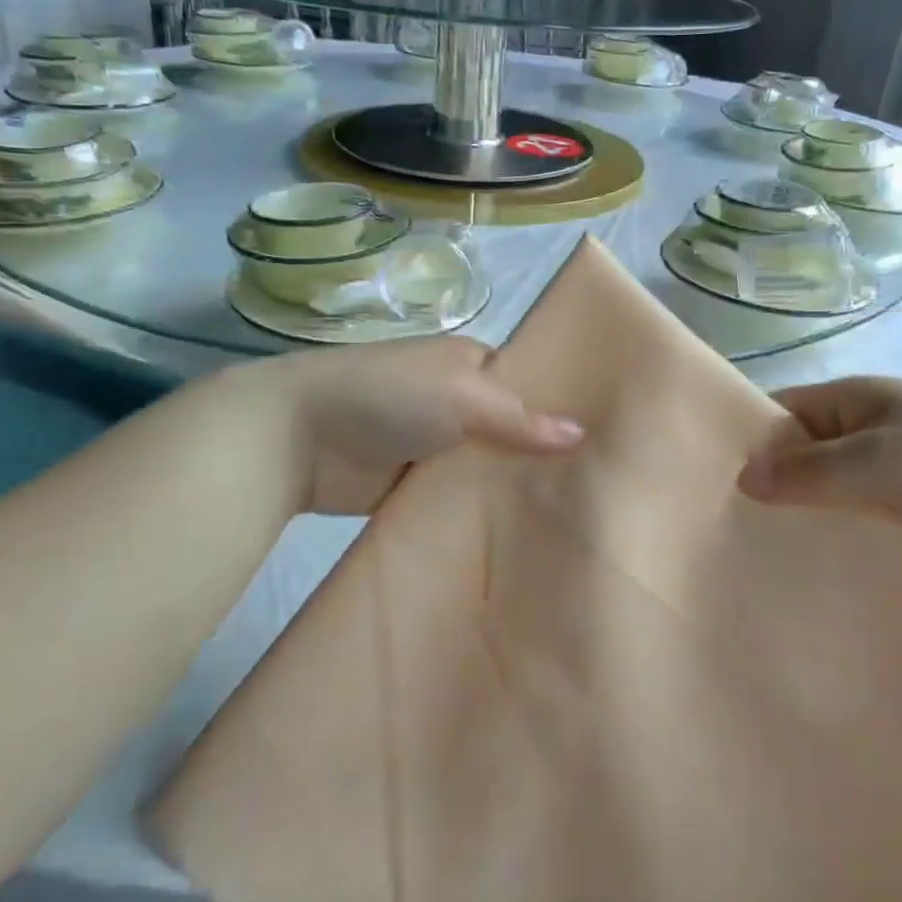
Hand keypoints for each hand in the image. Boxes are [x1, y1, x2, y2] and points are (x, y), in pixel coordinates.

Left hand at [277, 337, 582, 515]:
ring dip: (512, 489)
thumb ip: (520, 418)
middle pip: (511, 431)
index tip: (606, 444)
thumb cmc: (387, 395)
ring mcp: (435, 446)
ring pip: (487, 468)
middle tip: (596, 493)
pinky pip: (457, 499)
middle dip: (542, 457)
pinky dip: (479, 513)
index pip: (529, 384)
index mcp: (470, 364)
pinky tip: (520, 537)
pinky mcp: (413, 486)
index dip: (561, 410)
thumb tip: (581, 433)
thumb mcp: (462, 395)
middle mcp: (458, 402)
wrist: (296, 436)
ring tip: (571, 521)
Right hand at [737, 376, 901, 561]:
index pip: (782, 412)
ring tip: (763, 552)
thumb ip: (811, 469)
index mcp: (852, 399)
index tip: (713, 479)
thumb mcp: (879, 457)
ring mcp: (887, 470)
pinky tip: (814, 565)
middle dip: (773, 485)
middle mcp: (862, 430)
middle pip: (802, 454)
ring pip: (829, 491)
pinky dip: (840, 535)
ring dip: (807, 515)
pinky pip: (859, 518)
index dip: (749, 439)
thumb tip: (743, 478)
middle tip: (731, 526)